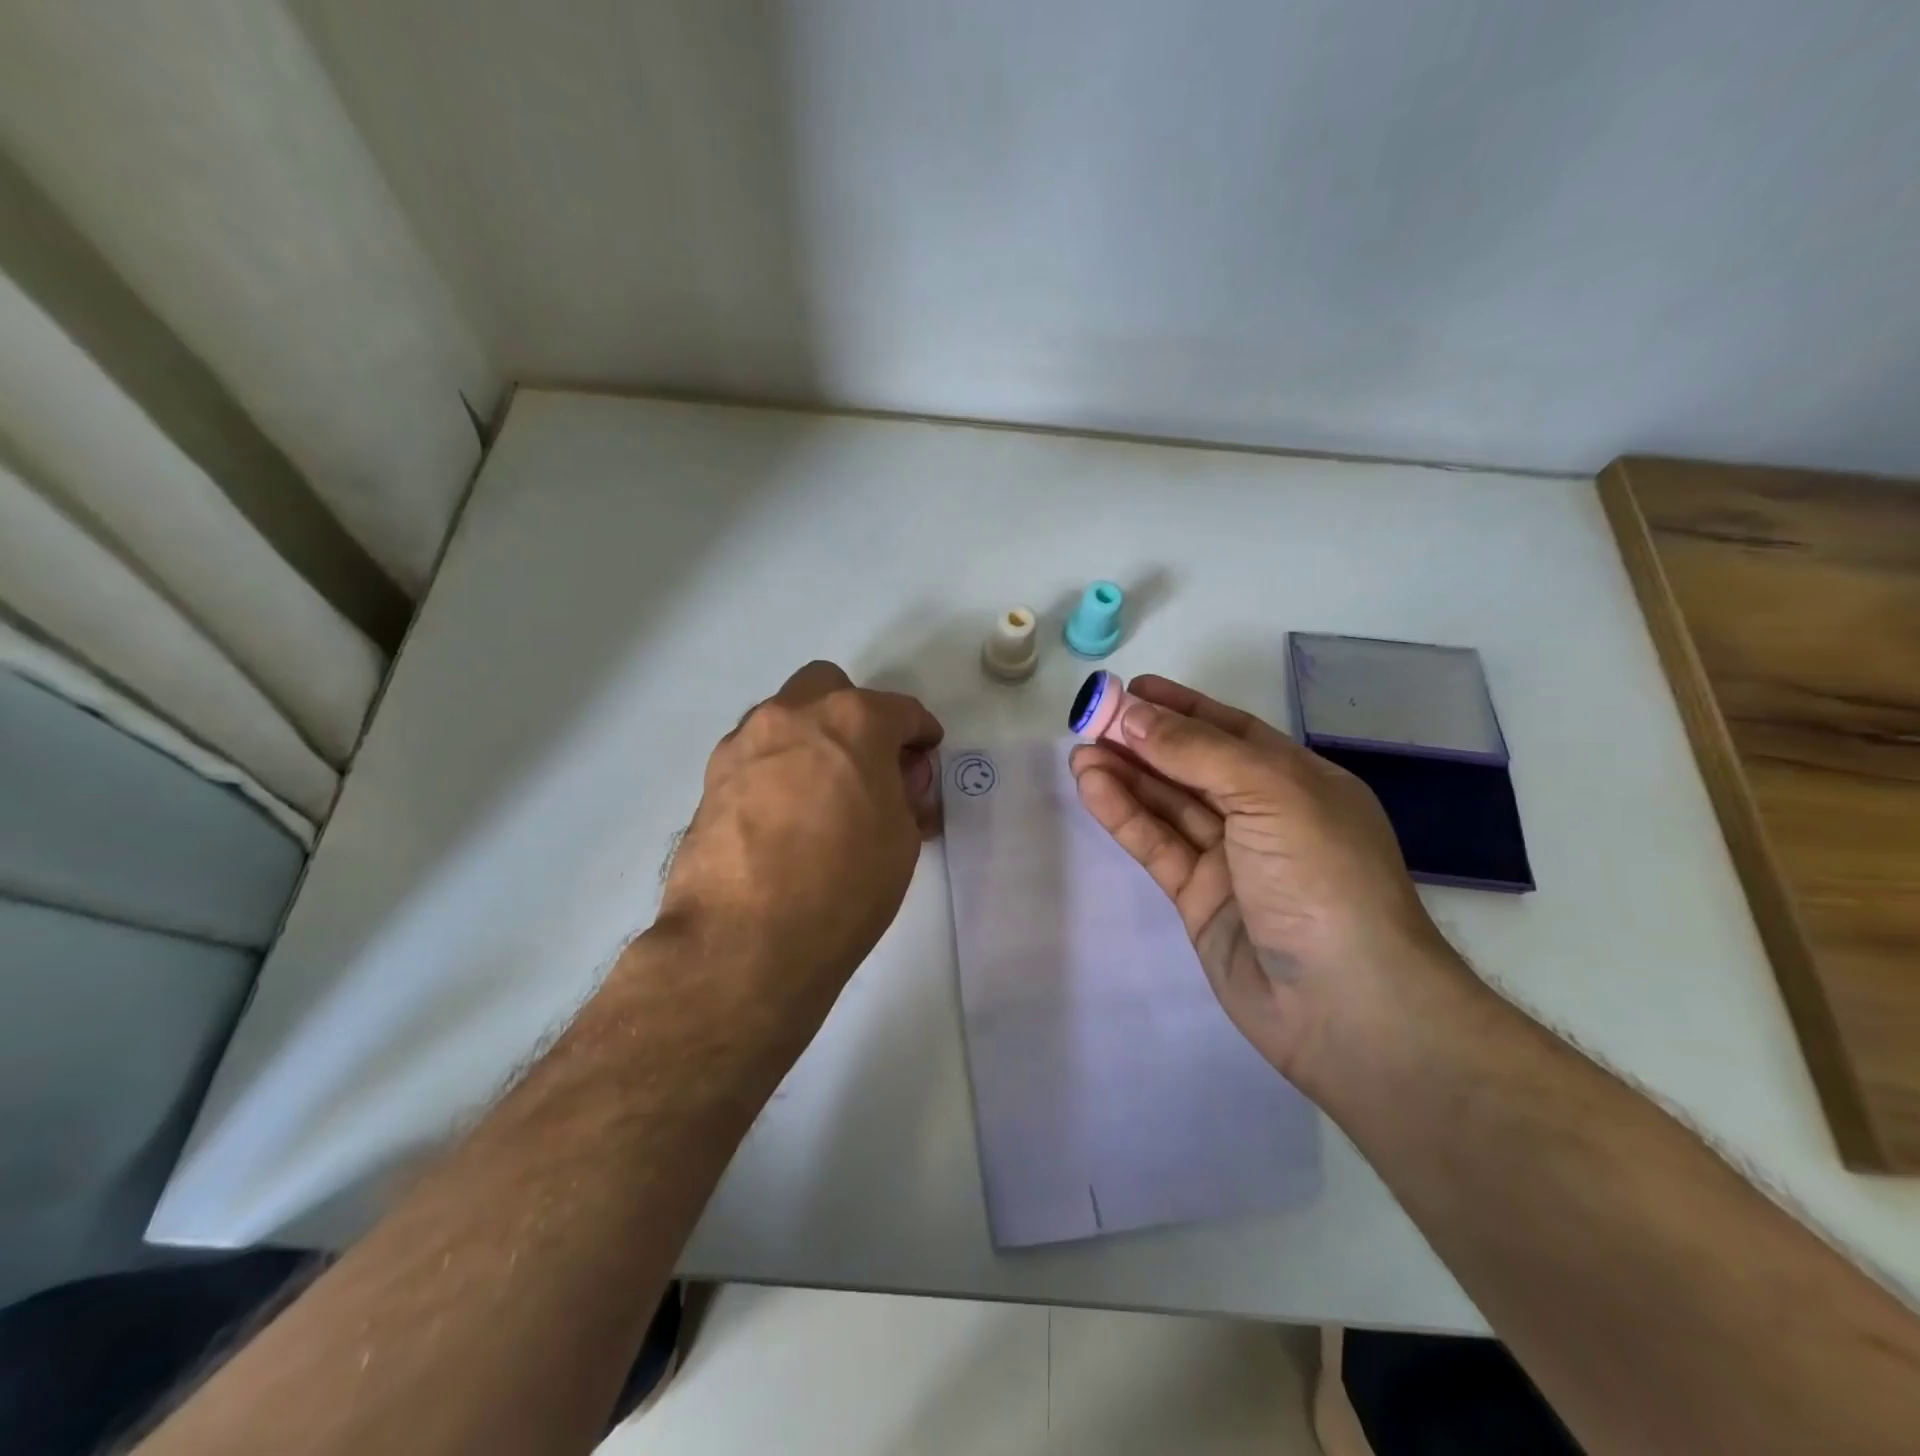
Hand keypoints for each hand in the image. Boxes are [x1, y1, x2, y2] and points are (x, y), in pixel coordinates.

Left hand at [654, 662, 942, 1016]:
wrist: (744, 941)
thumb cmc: (843, 887)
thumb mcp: (901, 841)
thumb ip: (903, 796)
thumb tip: (892, 786)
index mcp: (853, 722)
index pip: (900, 711)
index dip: (920, 732)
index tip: (925, 752)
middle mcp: (793, 716)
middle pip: (830, 688)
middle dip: (856, 715)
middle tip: (867, 763)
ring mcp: (745, 744)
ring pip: (785, 716)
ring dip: (811, 738)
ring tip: (822, 792)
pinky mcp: (711, 778)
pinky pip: (755, 754)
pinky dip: (777, 768)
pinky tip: (783, 813)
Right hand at [1069, 674, 1467, 1088]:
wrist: (1345, 1005)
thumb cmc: (1322, 877)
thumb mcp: (1269, 793)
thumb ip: (1197, 751)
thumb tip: (1135, 714)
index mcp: (1298, 781)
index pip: (1231, 732)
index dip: (1182, 708)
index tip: (1133, 689)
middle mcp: (1264, 815)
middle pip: (1193, 766)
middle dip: (1144, 741)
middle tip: (1091, 720)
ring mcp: (1231, 860)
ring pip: (1169, 805)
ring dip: (1126, 775)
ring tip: (1081, 751)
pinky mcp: (1200, 899)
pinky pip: (1157, 845)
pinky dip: (1125, 815)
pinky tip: (1093, 787)